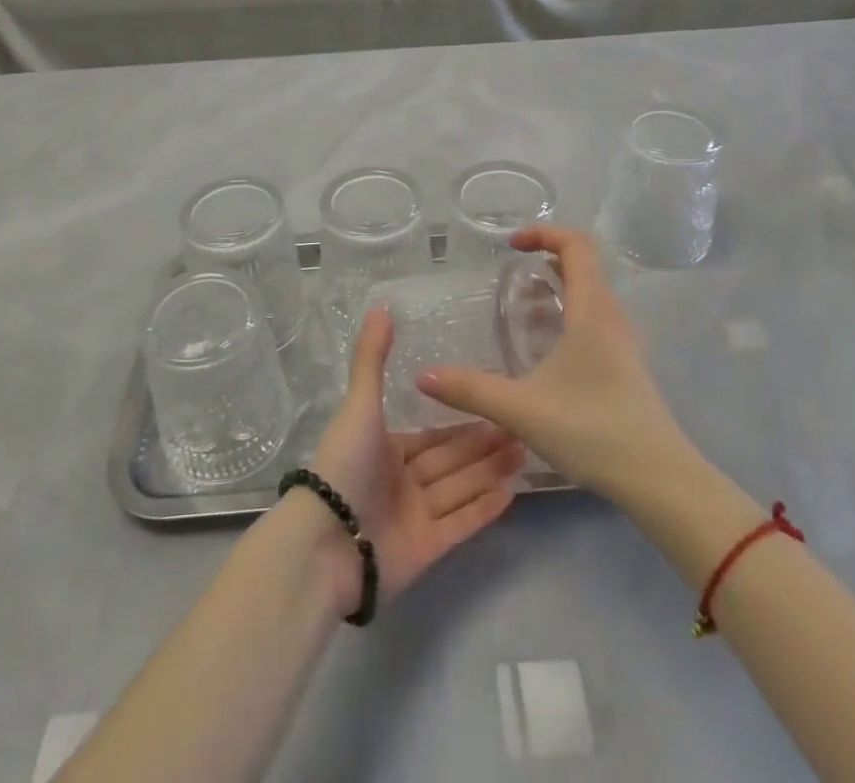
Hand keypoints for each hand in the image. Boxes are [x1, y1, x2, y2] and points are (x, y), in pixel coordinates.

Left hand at [302, 306, 523, 613]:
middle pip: (451, 460)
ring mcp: (415, 517)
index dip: (463, 422)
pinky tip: (512, 492)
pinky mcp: (427, 549)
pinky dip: (484, 509)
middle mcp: (401, 481)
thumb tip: (381, 306)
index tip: (496, 405)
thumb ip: (372, 357)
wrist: (327, 541)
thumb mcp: (359, 404)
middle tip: (523, 427)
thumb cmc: (345, 465)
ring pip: (461, 487)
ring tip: (526, 452)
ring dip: (491, 471)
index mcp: (384, 448)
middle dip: (485, 444)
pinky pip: (461, 523)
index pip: (432, 435)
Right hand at [417, 226, 691, 504]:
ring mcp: (623, 343)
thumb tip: (422, 376)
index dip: (544, 232)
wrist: (661, 481)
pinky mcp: (626, 367)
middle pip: (584, 266)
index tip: (511, 244)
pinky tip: (545, 352)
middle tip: (510, 277)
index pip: (576, 245)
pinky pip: (594, 320)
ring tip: (521, 311)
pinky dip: (567, 316)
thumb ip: (471, 390)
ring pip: (590, 295)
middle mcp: (611, 317)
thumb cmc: (594, 431)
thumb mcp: (522, 409)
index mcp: (592, 311)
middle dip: (545, 260)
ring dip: (557, 290)